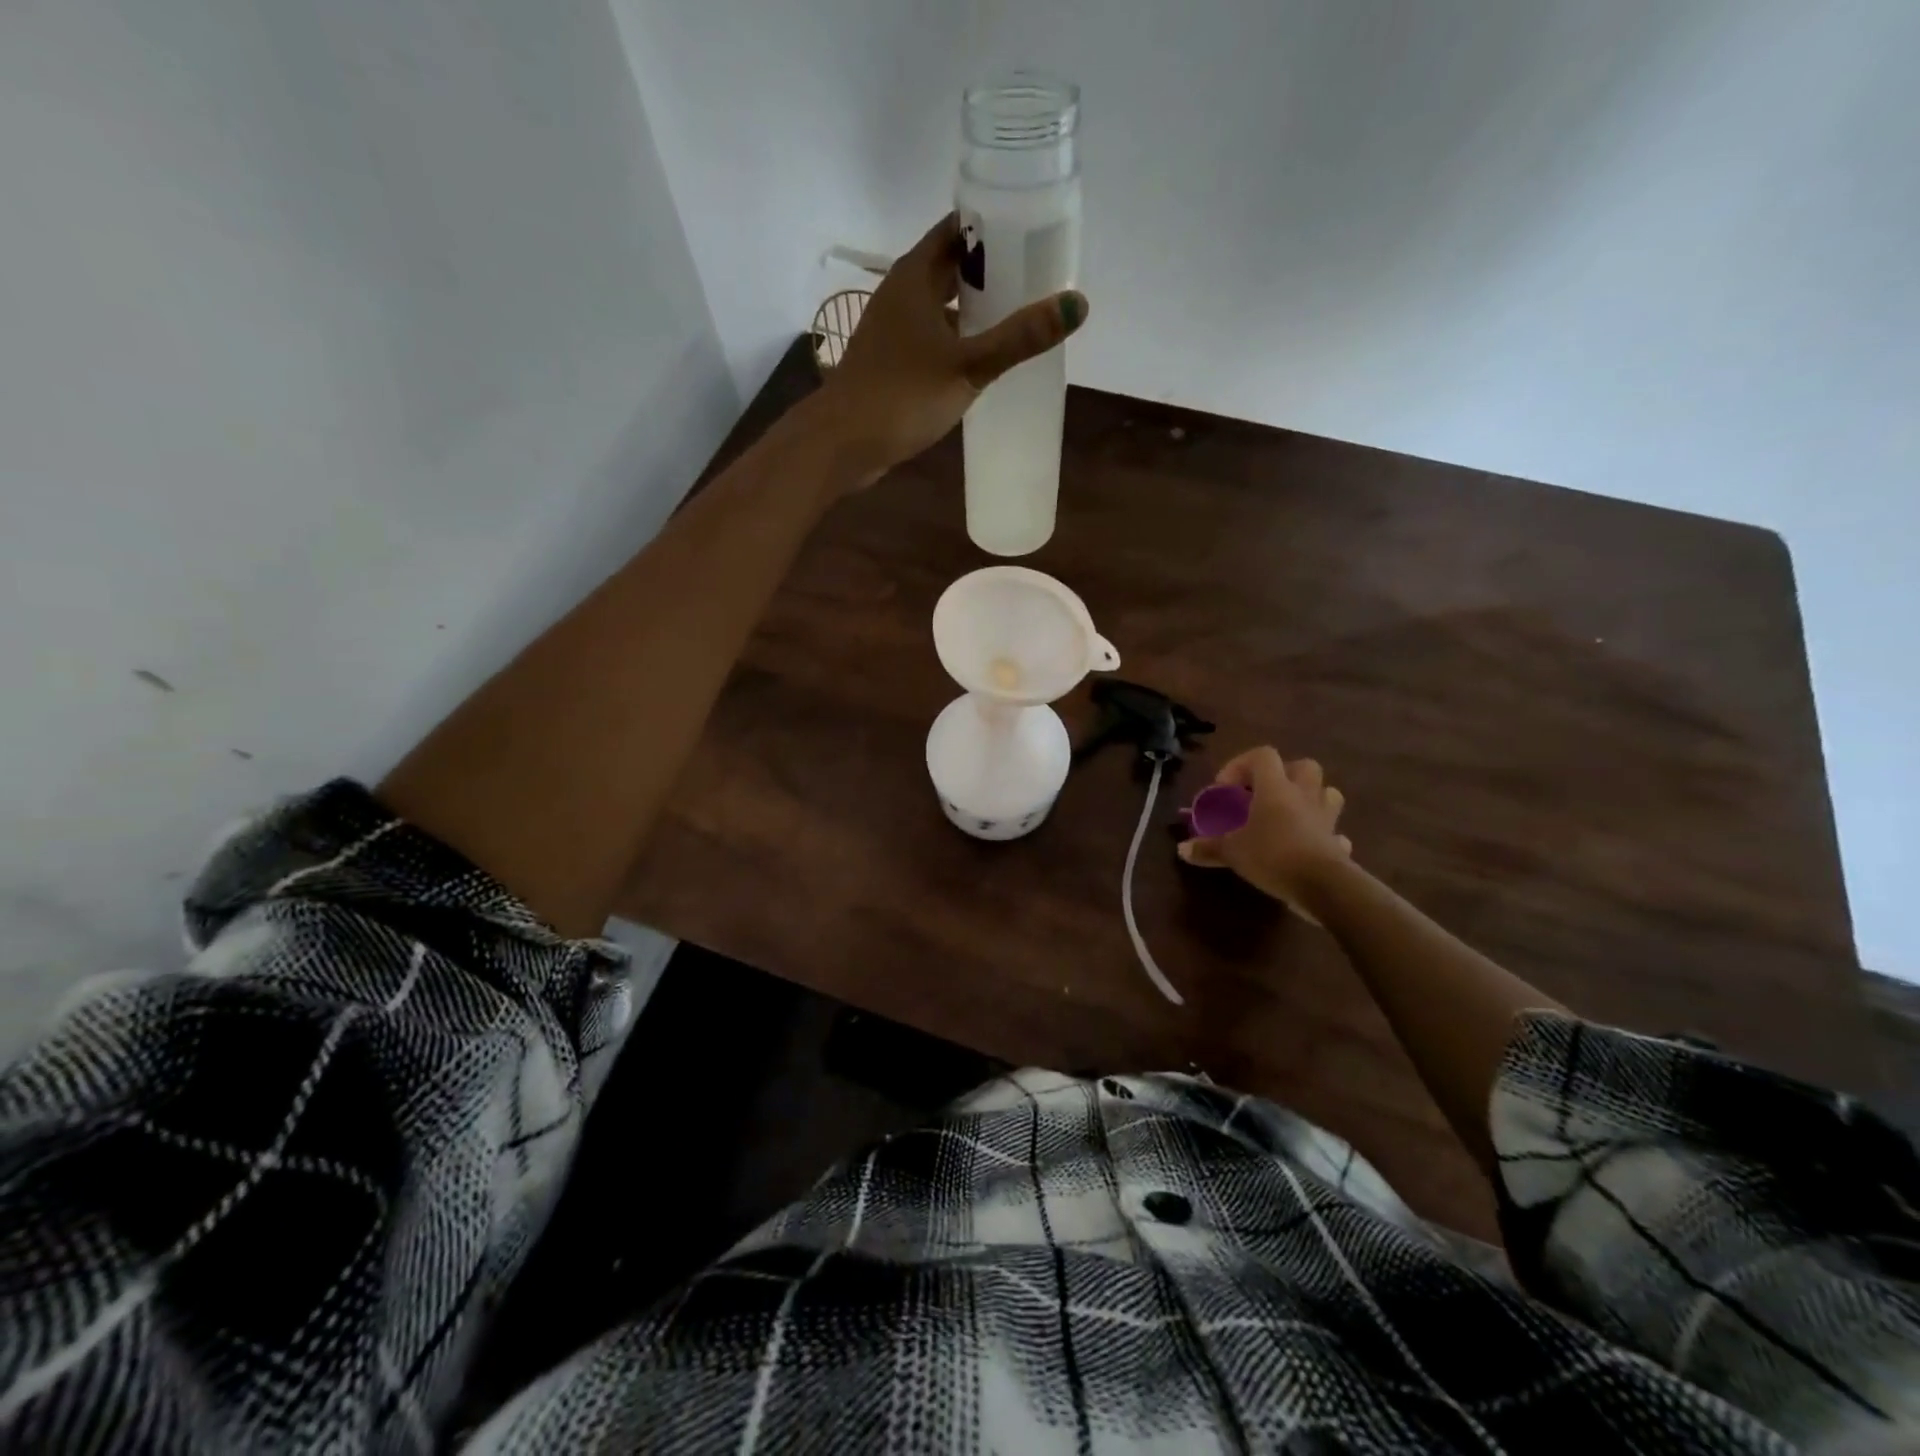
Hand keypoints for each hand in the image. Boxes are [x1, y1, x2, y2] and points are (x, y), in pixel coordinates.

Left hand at [813, 213, 1088, 489]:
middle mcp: (902, 294)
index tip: (1033, 229)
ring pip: (941, 306)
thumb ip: (1020, 337)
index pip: (958, 229)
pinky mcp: (892, 363)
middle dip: (990, 270)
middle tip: (1036, 276)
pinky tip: (982, 360)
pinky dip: (957, 341)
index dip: (994, 225)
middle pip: (951, 267)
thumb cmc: (903, 396)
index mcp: (916, 276)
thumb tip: (1078, 304)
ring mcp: (893, 331)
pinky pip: (932, 339)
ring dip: (974, 309)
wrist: (843, 443)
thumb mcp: (969, 366)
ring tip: (1018, 317)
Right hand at [1178, 747, 1353, 913]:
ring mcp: (1326, 818)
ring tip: (1290, 815)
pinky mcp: (1338, 842)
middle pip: (1303, 766)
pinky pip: (1333, 831)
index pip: (1262, 755)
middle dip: (1285, 774)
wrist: (1323, 886)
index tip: (1226, 789)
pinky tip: (1310, 847)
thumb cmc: (1272, 855)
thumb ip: (1208, 848)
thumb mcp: (1231, 852)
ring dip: (1311, 798)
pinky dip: (1324, 835)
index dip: (1241, 764)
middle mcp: (1304, 795)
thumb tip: (1181, 850)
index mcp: (1275, 788)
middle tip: (1264, 794)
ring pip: (1327, 793)